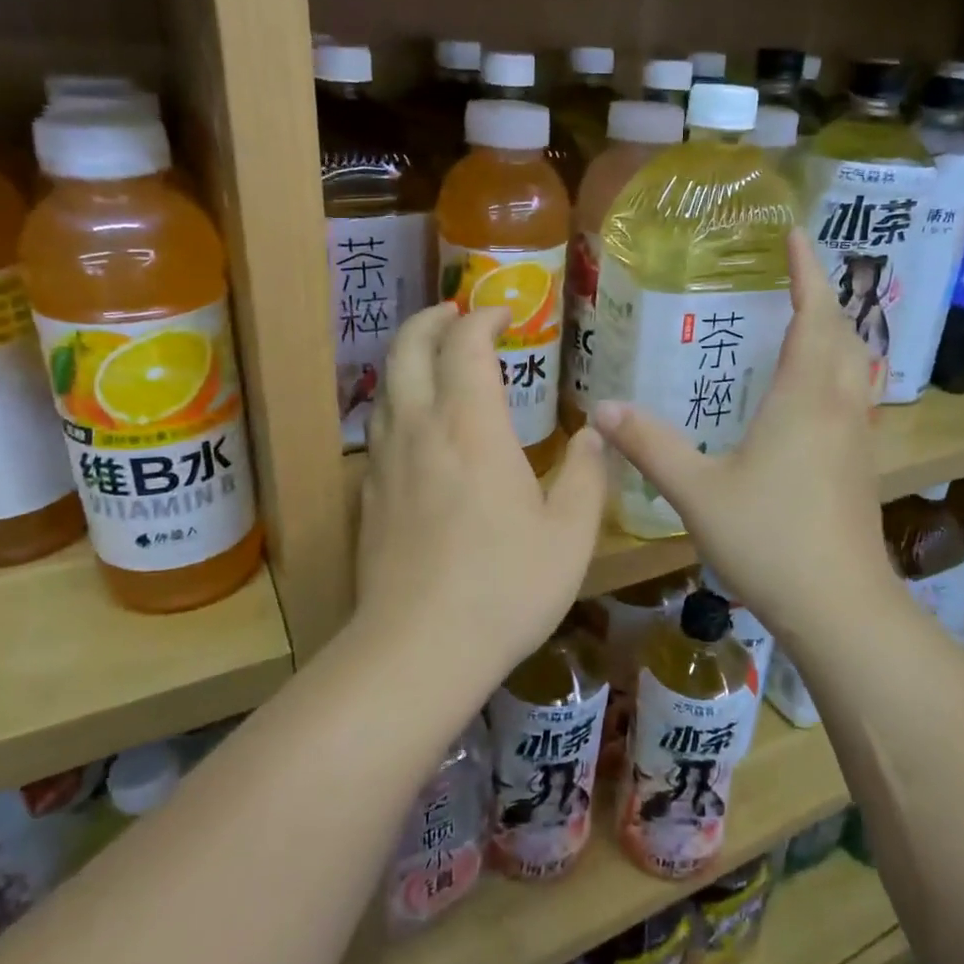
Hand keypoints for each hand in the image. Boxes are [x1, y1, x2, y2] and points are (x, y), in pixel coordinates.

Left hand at [357, 302, 604, 685]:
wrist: (418, 649)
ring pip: (386, 385)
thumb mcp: (569, 534)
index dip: (484, 318)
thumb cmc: (505, 586)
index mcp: (471, 426)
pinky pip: (379, 426)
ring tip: (437, 359)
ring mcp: (385, 461)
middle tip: (458, 314)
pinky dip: (399, 402)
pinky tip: (420, 428)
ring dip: (410, 357)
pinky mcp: (369, 495)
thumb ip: (585, 476)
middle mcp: (420, 428)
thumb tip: (594, 437)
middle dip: (432, 319)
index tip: (505, 314)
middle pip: (408, 347)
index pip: (466, 345)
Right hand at [592, 229, 898, 627]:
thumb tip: (600, 409)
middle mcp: (838, 406)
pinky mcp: (861, 466)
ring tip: (812, 321)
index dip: (807, 272)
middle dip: (825, 296)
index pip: (813, 315)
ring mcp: (857, 438)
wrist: (840, 606)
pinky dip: (841, 372)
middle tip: (799, 275)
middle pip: (844, 334)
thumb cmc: (769, 540)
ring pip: (857, 366)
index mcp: (803, 397)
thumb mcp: (697, 491)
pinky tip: (817, 394)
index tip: (795, 235)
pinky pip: (856, 397)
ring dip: (840, 333)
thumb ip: (649, 446)